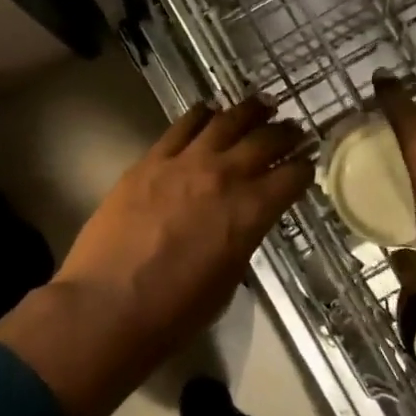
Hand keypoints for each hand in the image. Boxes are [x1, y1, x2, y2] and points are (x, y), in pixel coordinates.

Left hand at [0, 98, 309, 415]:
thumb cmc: (174, 311)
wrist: (107, 305)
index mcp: (250, 212)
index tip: (307, 164)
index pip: (291, 177)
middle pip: (265, 140)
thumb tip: (241, 223)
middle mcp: (224, 177)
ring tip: (261, 104)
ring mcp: (184, 163)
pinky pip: (182, 125)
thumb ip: (240, 241)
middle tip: (294, 129)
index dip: (304, 169)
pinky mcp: (150, 160)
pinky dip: (201, 114)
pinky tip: (208, 110)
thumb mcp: (226, 280)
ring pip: (225, 121)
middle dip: (286, 133)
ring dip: (248, 110)